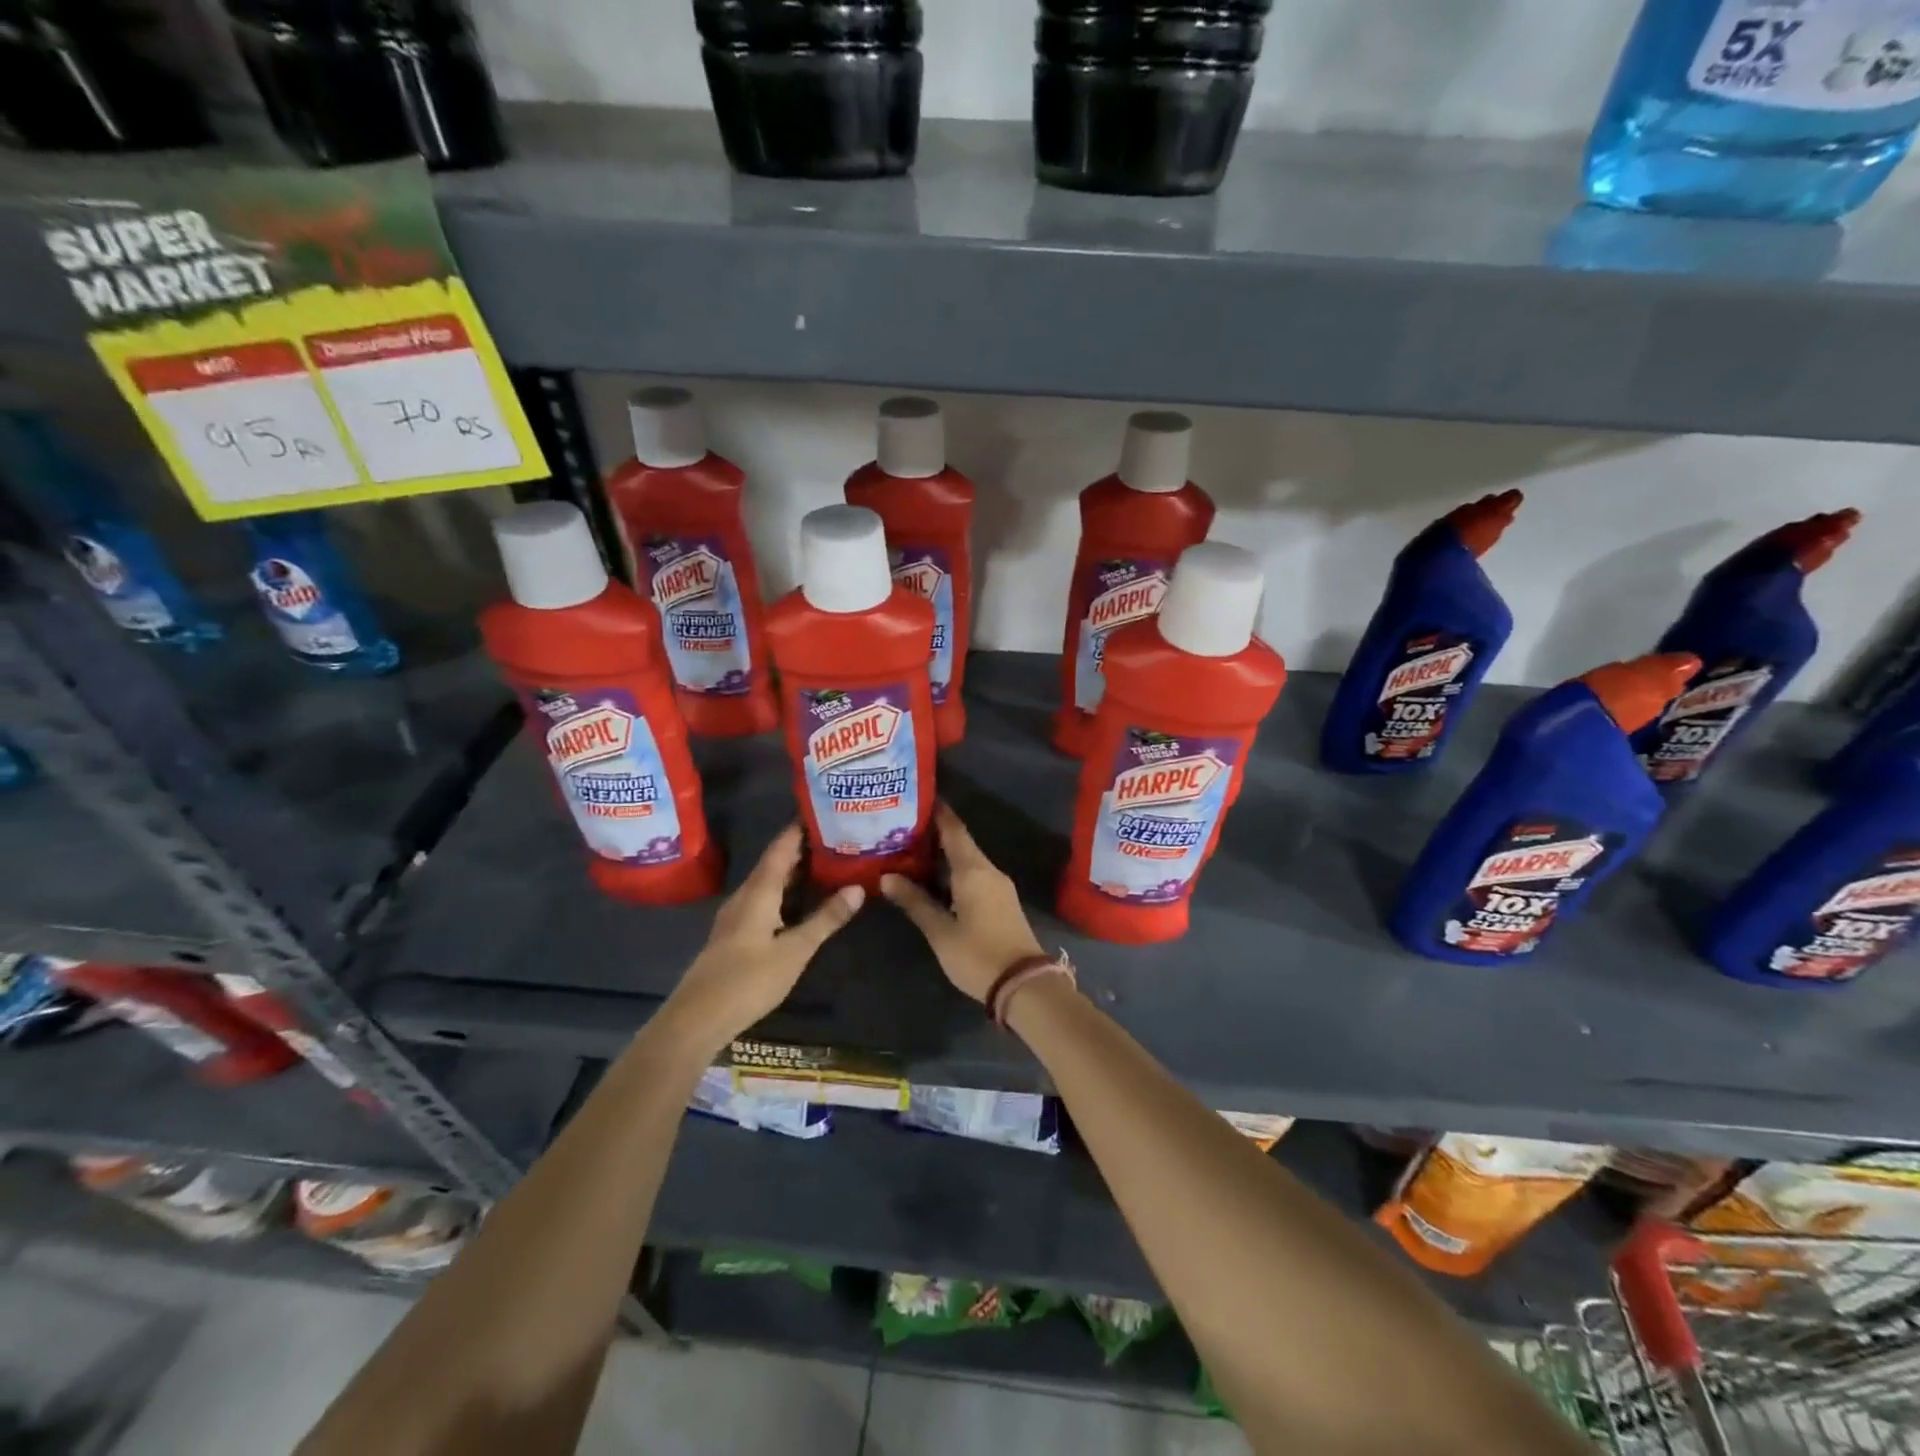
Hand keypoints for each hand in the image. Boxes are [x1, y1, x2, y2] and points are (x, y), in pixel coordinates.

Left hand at [666, 825, 863, 1049]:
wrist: (697, 1018)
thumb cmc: (748, 980)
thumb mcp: (795, 950)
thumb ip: (826, 919)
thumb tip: (858, 887)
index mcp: (758, 891)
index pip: (781, 848)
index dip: (800, 828)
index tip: (824, 810)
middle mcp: (745, 895)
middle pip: (775, 862)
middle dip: (802, 848)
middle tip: (836, 835)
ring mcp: (737, 915)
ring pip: (769, 882)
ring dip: (794, 870)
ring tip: (826, 861)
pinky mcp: (736, 933)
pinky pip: (764, 899)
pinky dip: (785, 891)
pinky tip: (801, 899)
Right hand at [881, 803, 1044, 1002]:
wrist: (1024, 984)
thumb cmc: (978, 955)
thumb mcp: (940, 931)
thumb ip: (915, 902)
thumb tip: (886, 877)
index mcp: (973, 870)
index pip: (953, 830)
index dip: (937, 812)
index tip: (917, 798)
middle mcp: (988, 870)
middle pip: (960, 843)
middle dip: (933, 834)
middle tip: (902, 828)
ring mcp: (999, 886)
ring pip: (967, 861)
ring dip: (943, 855)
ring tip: (911, 852)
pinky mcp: (1002, 901)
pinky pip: (975, 875)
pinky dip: (954, 871)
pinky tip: (934, 879)